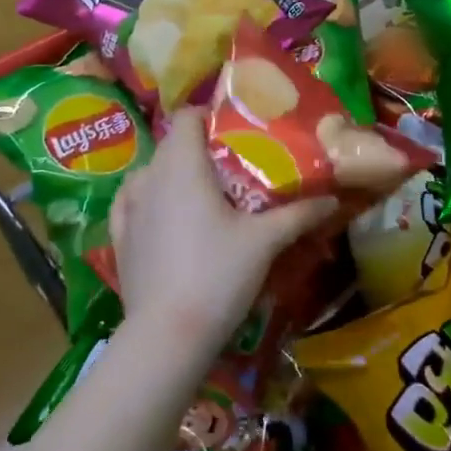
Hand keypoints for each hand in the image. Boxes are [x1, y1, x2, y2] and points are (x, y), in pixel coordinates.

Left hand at [109, 108, 335, 362]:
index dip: (208, 115)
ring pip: (150, 174)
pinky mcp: (118, 238)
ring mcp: (128, 208)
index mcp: (182, 165)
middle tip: (233, 166)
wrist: (167, 335)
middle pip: (171, 145)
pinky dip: (148, 200)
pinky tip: (163, 214)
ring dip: (173, 174)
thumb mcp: (265, 242)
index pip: (186, 116)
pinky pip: (131, 203)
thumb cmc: (218, 274)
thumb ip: (298, 214)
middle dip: (200, 148)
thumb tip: (332, 198)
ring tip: (202, 194)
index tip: (236, 128)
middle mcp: (149, 177)